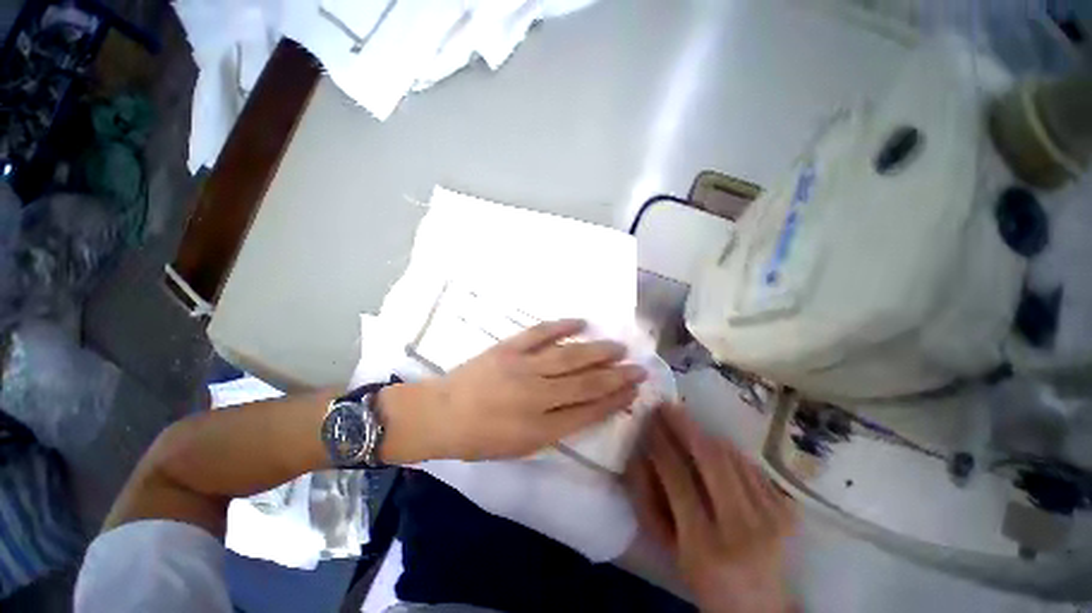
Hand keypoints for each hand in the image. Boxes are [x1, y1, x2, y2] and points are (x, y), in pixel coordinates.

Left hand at [380, 319, 646, 462]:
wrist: (441, 414)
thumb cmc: (480, 439)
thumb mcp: (522, 447)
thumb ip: (555, 428)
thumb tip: (584, 408)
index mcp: (540, 428)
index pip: (589, 412)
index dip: (615, 401)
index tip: (634, 391)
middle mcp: (537, 396)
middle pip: (586, 383)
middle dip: (616, 375)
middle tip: (639, 367)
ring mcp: (523, 367)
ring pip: (569, 357)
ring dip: (597, 351)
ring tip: (619, 346)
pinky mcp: (509, 348)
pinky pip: (540, 333)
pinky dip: (562, 326)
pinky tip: (581, 322)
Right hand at [625, 404, 794, 612]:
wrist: (760, 609)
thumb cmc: (704, 581)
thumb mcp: (669, 549)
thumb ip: (649, 504)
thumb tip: (639, 458)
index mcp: (705, 546)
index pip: (678, 479)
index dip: (660, 444)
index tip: (648, 421)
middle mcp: (742, 529)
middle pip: (712, 460)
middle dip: (685, 426)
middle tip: (667, 405)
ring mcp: (771, 519)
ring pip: (733, 458)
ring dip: (705, 434)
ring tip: (686, 421)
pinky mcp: (787, 513)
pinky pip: (752, 467)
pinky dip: (729, 451)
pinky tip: (714, 445)